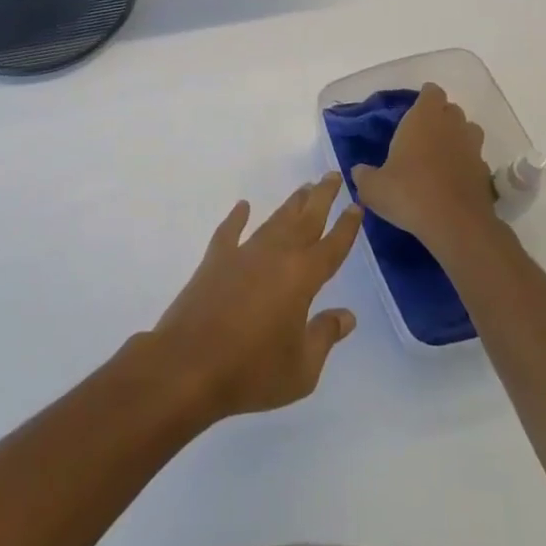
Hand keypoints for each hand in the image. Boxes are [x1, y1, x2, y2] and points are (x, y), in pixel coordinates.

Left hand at [149, 177, 362, 421]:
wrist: (189, 365)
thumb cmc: (252, 371)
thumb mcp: (302, 368)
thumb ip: (325, 336)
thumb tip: (347, 315)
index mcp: (302, 278)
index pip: (332, 246)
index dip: (346, 226)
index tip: (356, 205)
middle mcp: (276, 255)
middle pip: (305, 220)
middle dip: (321, 197)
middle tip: (332, 175)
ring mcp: (243, 253)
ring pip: (273, 221)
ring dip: (291, 205)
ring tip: (304, 188)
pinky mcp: (215, 260)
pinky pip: (230, 231)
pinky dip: (237, 217)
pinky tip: (243, 206)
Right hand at [350, 83, 499, 258]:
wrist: (456, 225)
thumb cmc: (409, 193)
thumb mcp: (374, 188)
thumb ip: (364, 176)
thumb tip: (359, 172)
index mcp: (424, 118)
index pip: (431, 92)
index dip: (425, 98)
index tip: (414, 110)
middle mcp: (452, 126)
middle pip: (451, 110)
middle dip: (440, 117)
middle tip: (423, 135)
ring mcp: (473, 148)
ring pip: (468, 131)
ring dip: (457, 138)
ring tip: (441, 155)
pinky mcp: (485, 173)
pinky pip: (475, 159)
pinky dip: (466, 164)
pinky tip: (453, 181)